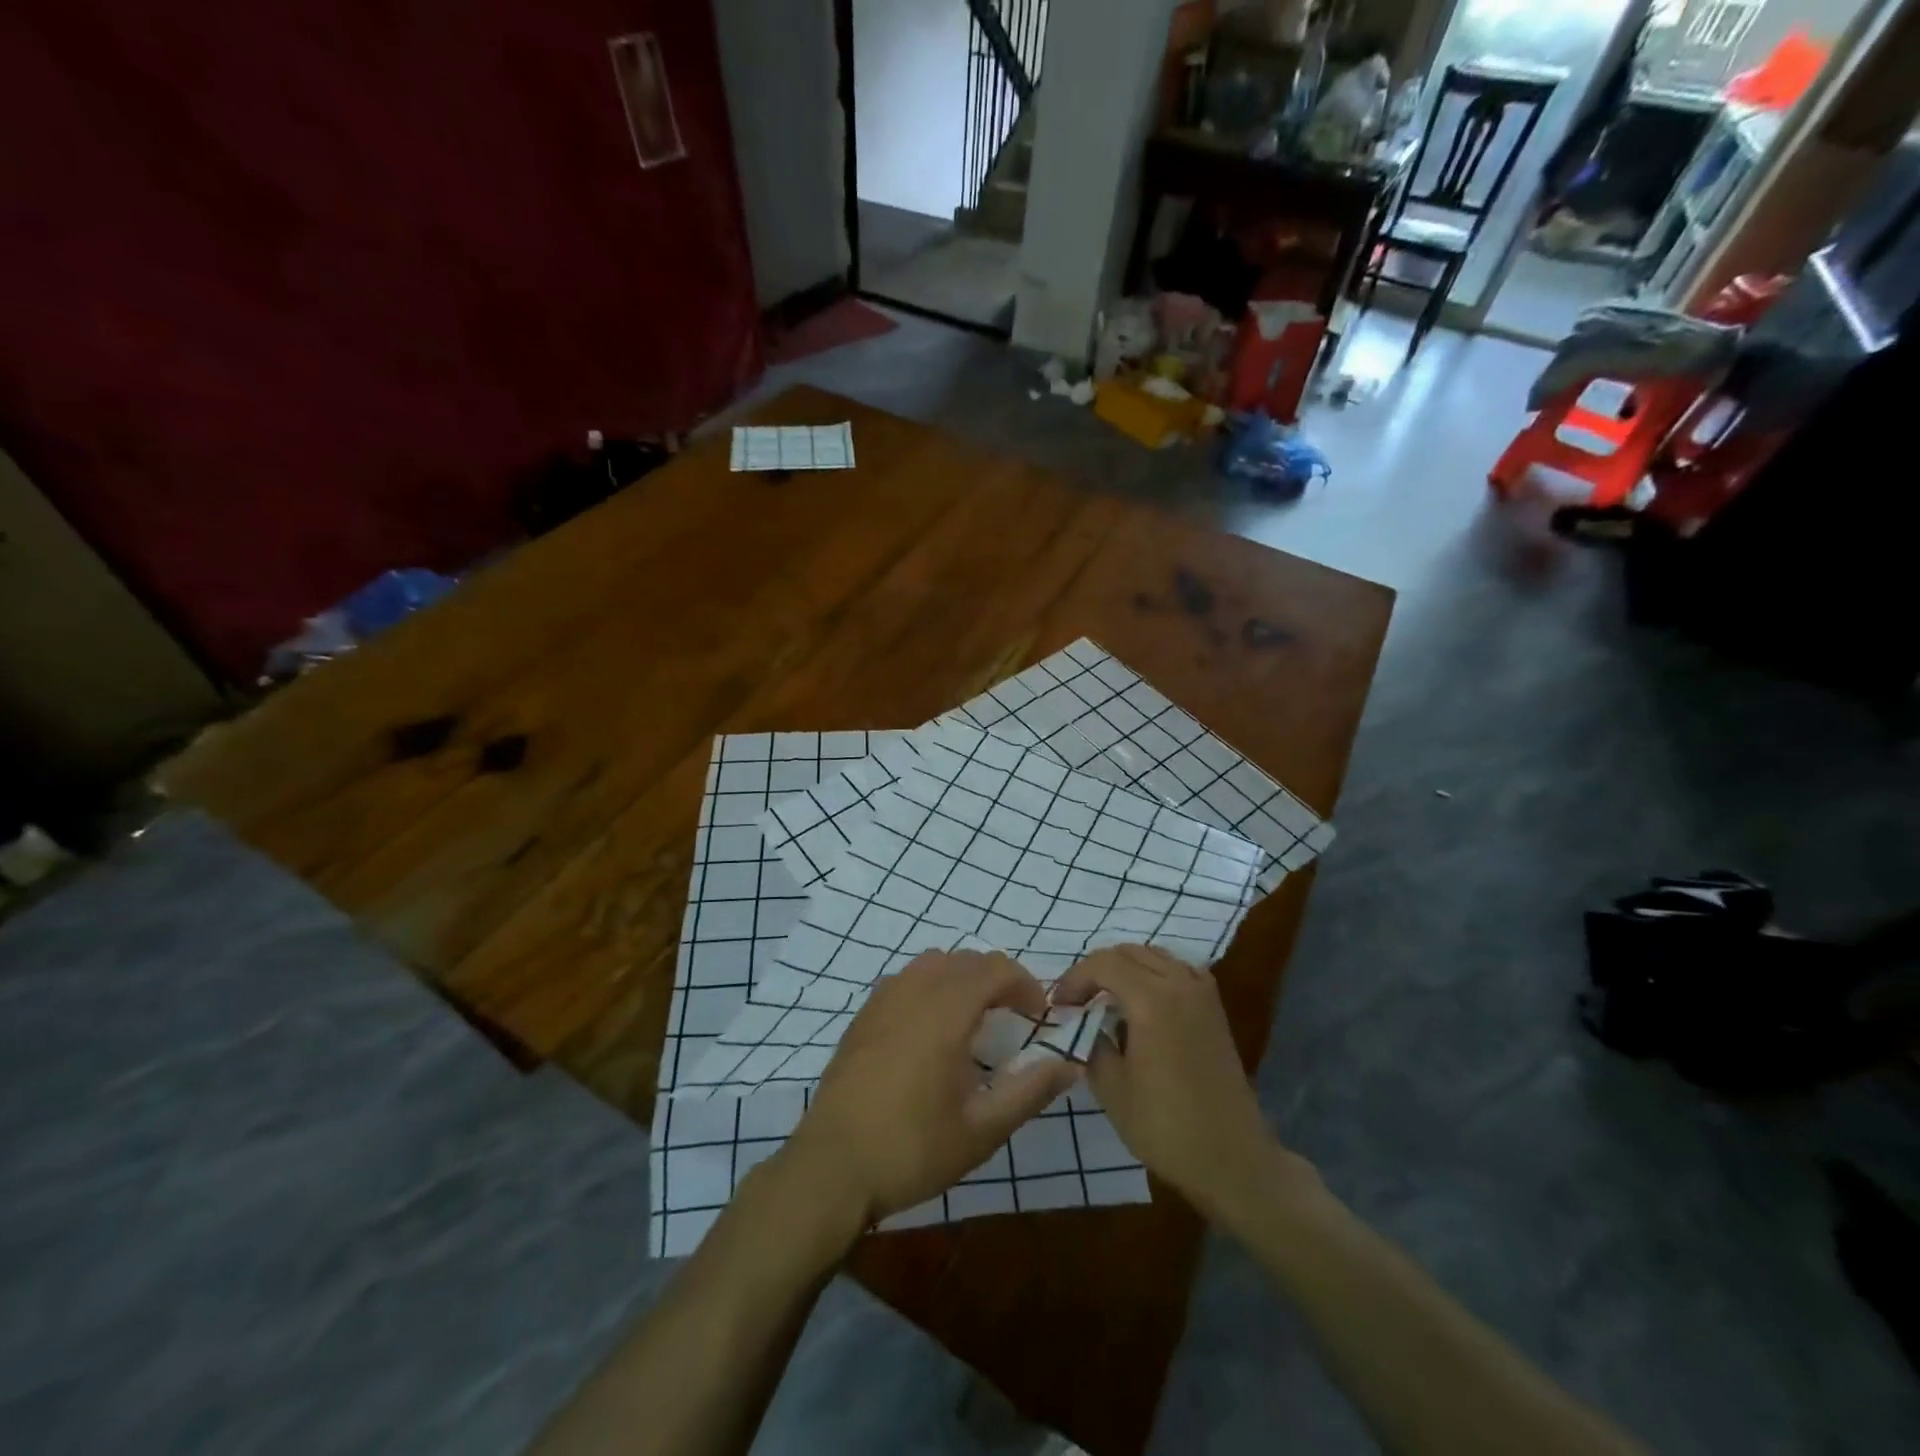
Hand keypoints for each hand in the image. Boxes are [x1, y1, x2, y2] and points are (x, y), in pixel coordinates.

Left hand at [780, 950, 1080, 1226]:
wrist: (832, 1167)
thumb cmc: (912, 1149)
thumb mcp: (981, 1130)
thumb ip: (1030, 1091)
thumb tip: (1070, 1064)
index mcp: (946, 1011)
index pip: (995, 969)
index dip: (1025, 984)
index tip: (1039, 1017)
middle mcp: (914, 991)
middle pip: (966, 960)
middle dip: (997, 979)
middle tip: (1014, 1017)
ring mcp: (883, 999)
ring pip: (933, 963)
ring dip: (962, 978)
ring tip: (975, 1017)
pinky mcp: (863, 1015)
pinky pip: (906, 978)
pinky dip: (931, 985)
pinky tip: (931, 1028)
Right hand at [1053, 944, 1312, 1219]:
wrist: (1232, 1158)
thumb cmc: (1166, 1127)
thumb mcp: (1111, 1089)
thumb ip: (1091, 1043)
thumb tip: (1082, 1023)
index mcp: (1151, 1000)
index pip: (1102, 964)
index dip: (1074, 979)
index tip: (1059, 1006)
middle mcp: (1179, 984)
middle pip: (1128, 952)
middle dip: (1096, 970)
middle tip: (1077, 1001)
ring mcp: (1201, 993)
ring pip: (1153, 955)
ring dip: (1125, 968)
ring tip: (1105, 999)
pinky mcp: (1214, 1007)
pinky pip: (1177, 969)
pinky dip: (1153, 973)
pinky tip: (1143, 1003)